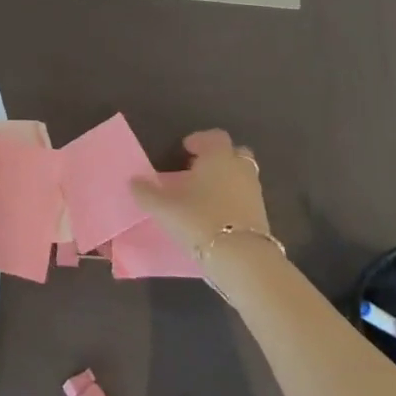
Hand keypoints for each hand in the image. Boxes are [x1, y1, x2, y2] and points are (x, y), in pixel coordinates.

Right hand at [132, 129, 270, 259]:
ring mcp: (254, 192)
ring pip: (240, 177)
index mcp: (218, 157)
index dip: (200, 140)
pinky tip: (216, 216)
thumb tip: (133, 181)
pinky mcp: (261, 216)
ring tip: (204, 196)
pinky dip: (233, 201)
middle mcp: (240, 169)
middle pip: (234, 153)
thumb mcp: (164, 207)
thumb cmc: (200, 220)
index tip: (186, 148)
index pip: (214, 136)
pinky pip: (245, 198)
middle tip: (197, 169)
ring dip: (226, 181)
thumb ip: (147, 193)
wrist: (242, 259)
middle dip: (218, 158)